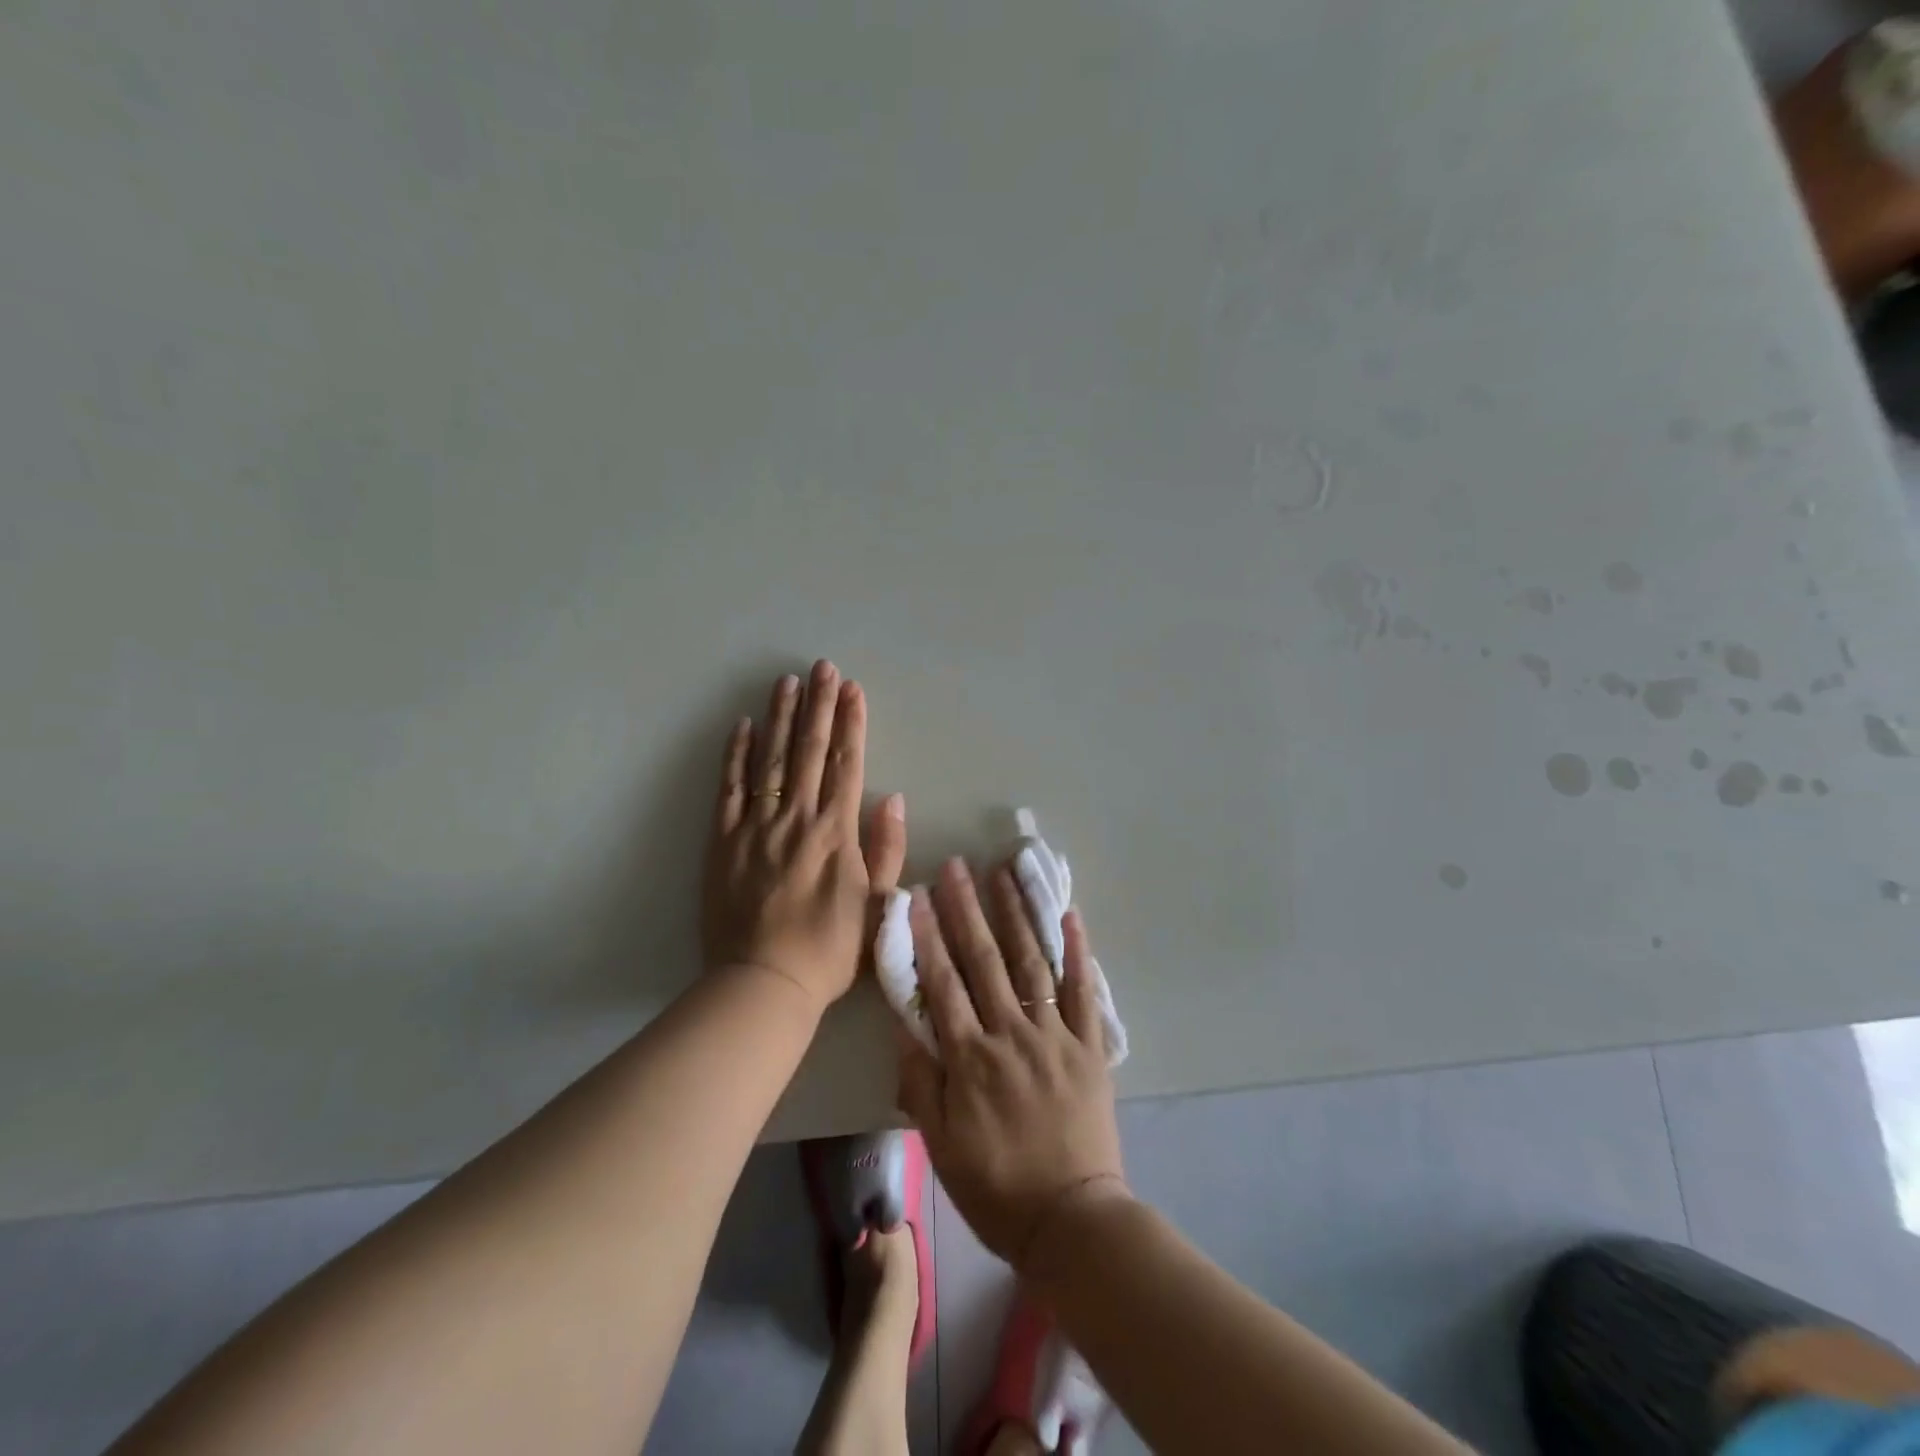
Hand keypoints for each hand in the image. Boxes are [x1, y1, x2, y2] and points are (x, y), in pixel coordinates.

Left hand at [701, 661, 906, 1011]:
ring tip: (786, 682)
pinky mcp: (723, 841)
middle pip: (809, 751)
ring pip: (770, 759)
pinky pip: (729, 788)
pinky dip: (736, 755)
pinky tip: (742, 726)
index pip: (845, 763)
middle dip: (818, 705)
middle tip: (821, 667)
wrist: (764, 983)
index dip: (851, 723)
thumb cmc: (829, 949)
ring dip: (780, 718)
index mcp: (836, 832)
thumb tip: (892, 798)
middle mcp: (797, 818)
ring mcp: (756, 826)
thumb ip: (885, 848)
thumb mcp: (877, 905)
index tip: (852, 689)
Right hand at [895, 858, 1126, 1268]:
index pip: (943, 984)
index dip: (928, 936)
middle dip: (967, 909)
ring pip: (1030, 963)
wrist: (1072, 1221)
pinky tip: (1069, 914)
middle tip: (957, 867)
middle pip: (984, 961)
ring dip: (1015, 915)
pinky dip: (1077, 951)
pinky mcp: (1089, 1046)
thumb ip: (920, 1082)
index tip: (918, 895)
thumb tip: (904, 1026)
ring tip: (1004, 873)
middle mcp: (1011, 1035)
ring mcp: (1055, 1036)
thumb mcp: (941, 1145)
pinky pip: (1083, 991)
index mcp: (970, 1059)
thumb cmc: (997, 1187)